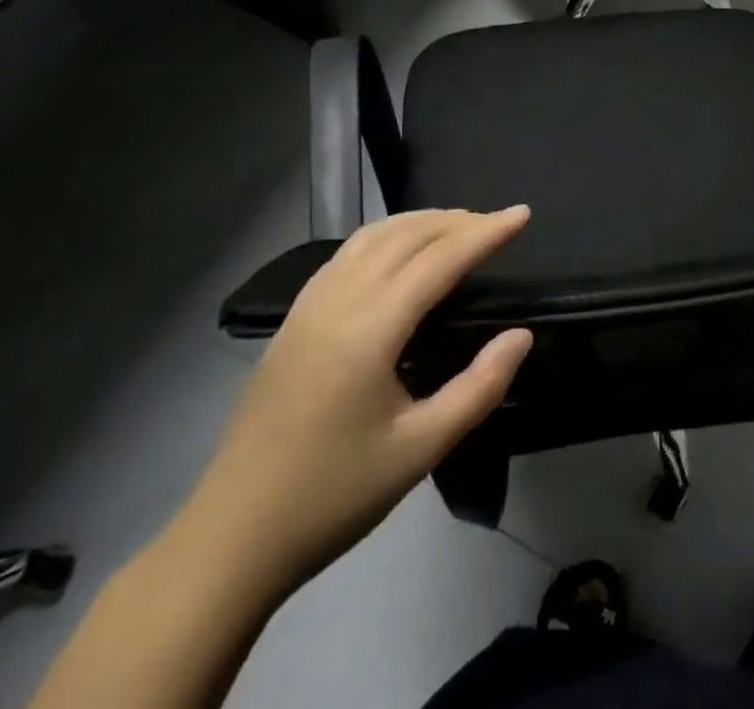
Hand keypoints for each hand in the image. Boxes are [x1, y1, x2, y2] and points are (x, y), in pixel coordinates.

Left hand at [171, 207, 532, 601]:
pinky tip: (399, 252)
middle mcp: (338, 301)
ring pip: (372, 236)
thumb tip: (520, 335)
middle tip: (497, 223)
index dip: (485, 233)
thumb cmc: (332, 497)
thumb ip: (478, 388)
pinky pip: (347, 254)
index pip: (439, 259)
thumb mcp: (419, 450)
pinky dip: (386, 235)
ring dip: (420, 222)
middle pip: (406, 236)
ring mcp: (309, 306)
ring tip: (457, 226)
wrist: (231, 539)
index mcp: (369, 328)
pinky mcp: (293, 319)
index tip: (522, 214)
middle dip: (456, 221)